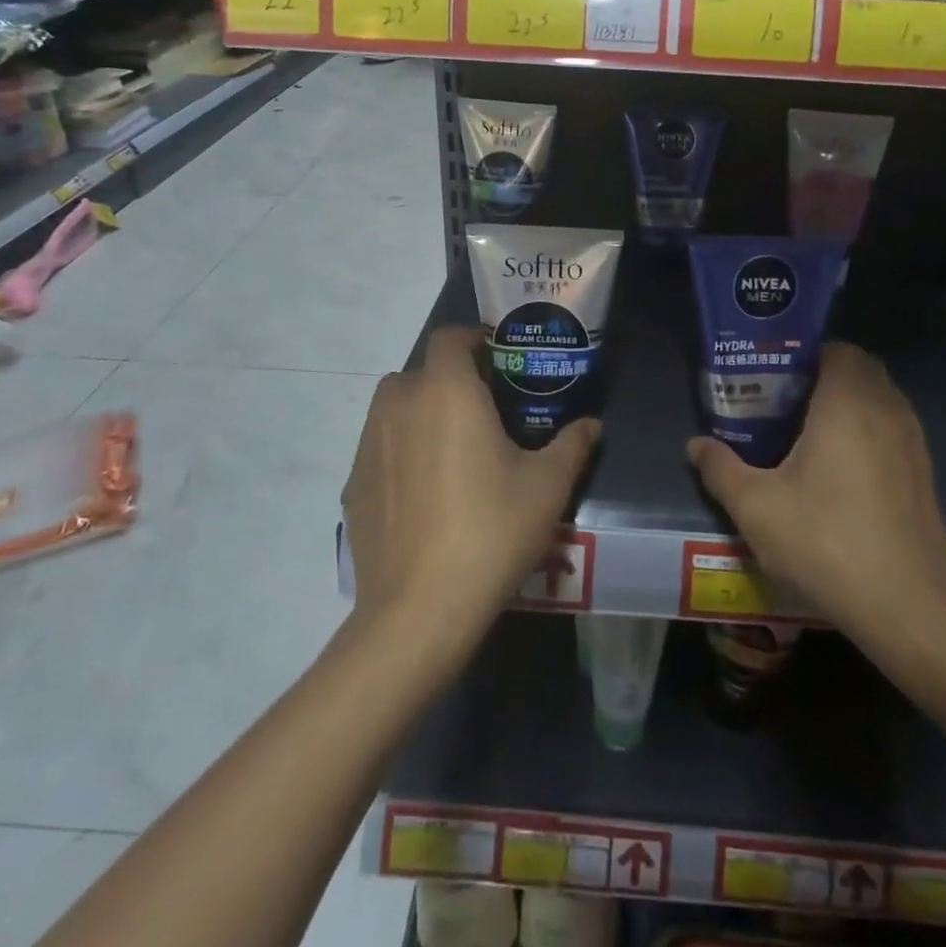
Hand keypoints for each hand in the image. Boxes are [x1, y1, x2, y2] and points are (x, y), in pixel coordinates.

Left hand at [344, 327, 598, 652]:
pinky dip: (400, 450)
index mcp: (446, 392)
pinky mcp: (353, 482)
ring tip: (453, 448)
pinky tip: (424, 491)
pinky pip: (379, 447)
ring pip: (394, 407)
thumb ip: (572, 445)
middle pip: (420, 371)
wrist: (418, 609)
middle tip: (482, 409)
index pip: (449, 338)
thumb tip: (592, 424)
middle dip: (449, 380)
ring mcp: (368, 444)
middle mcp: (400, 405)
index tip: (497, 360)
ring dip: (420, 411)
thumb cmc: (491, 530)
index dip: (472, 339)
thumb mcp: (547, 486)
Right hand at [687, 342, 945, 648]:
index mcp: (848, 403)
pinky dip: (867, 431)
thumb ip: (721, 469)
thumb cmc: (826, 542)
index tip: (773, 375)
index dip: (803, 354)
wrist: (908, 608)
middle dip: (823, 376)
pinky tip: (838, 470)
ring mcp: (913, 442)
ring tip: (805, 433)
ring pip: (879, 399)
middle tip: (783, 401)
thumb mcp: (756, 507)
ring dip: (847, 403)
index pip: (836, 349)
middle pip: (859, 369)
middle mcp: (887, 410)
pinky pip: (892, 429)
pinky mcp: (924, 474)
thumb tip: (695, 445)